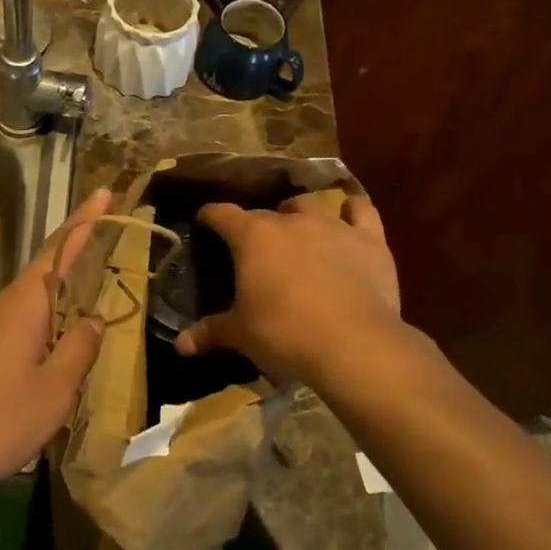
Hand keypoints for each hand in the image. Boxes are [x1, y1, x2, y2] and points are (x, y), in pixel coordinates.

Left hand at [0, 188, 110, 501]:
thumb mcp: (56, 389)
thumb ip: (80, 347)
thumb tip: (92, 319)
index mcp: (22, 303)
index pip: (60, 248)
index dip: (85, 221)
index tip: (102, 192)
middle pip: (43, 284)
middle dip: (70, 296)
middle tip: (93, 328)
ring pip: (21, 314)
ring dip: (45, 330)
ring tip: (55, 375)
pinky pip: (0, 333)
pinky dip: (21, 345)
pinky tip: (20, 385)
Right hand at [176, 193, 402, 385]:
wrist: (354, 344)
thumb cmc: (286, 334)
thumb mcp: (241, 335)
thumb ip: (211, 333)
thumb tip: (181, 345)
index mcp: (253, 237)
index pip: (222, 214)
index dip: (211, 216)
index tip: (205, 220)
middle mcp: (291, 221)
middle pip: (267, 212)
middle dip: (257, 224)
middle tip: (256, 246)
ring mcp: (333, 226)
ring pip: (310, 204)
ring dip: (299, 212)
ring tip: (298, 227)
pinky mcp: (370, 239)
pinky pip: (361, 210)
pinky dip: (352, 211)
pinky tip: (349, 216)